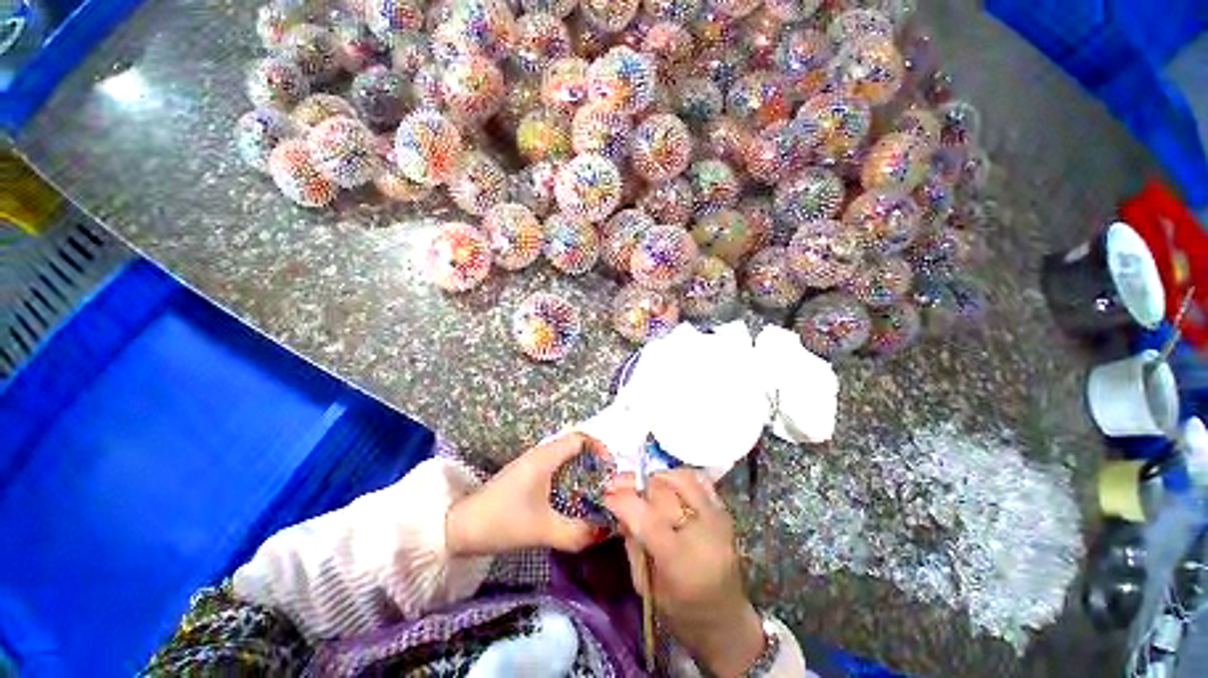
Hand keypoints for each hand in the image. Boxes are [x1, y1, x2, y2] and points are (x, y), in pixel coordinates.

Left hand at [446, 433, 610, 556]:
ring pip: (564, 456)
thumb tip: (604, 532)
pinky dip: (568, 476)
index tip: (609, 470)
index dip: (599, 448)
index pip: (580, 438)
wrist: (460, 527)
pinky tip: (571, 497)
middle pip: (575, 445)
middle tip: (605, 484)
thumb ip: (577, 533)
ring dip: (581, 469)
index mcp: (545, 457)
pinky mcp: (525, 475)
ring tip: (593, 492)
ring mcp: (531, 463)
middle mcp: (540, 453)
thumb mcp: (543, 530)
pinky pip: (555, 466)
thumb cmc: (502, 521)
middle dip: (593, 461)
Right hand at [605, 469, 764, 677]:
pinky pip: (699, 480)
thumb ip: (632, 544)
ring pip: (680, 478)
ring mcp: (717, 517)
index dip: (623, 500)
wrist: (726, 620)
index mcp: (679, 558)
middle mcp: (701, 531)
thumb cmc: (681, 612)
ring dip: (655, 477)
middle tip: (616, 484)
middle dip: (634, 483)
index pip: (647, 517)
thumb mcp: (645, 587)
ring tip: (641, 484)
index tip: (606, 494)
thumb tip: (620, 510)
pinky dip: (678, 477)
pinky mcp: (724, 511)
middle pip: (662, 491)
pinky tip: (665, 484)